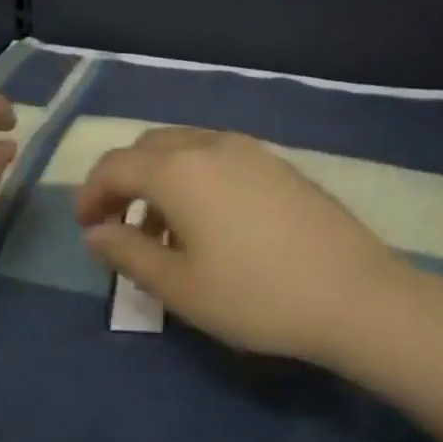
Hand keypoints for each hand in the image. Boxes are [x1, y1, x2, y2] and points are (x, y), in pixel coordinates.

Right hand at [75, 129, 406, 366]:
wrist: (355, 296)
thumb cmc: (255, 296)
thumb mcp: (179, 286)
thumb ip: (128, 254)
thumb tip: (96, 234)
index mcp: (178, 170)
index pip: (115, 166)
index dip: (90, 195)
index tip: (87, 229)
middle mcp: (211, 145)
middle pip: (150, 148)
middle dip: (125, 182)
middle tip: (120, 226)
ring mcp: (252, 151)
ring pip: (187, 150)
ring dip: (162, 182)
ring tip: (166, 234)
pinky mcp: (281, 166)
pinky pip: (221, 159)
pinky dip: (197, 181)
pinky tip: (212, 226)